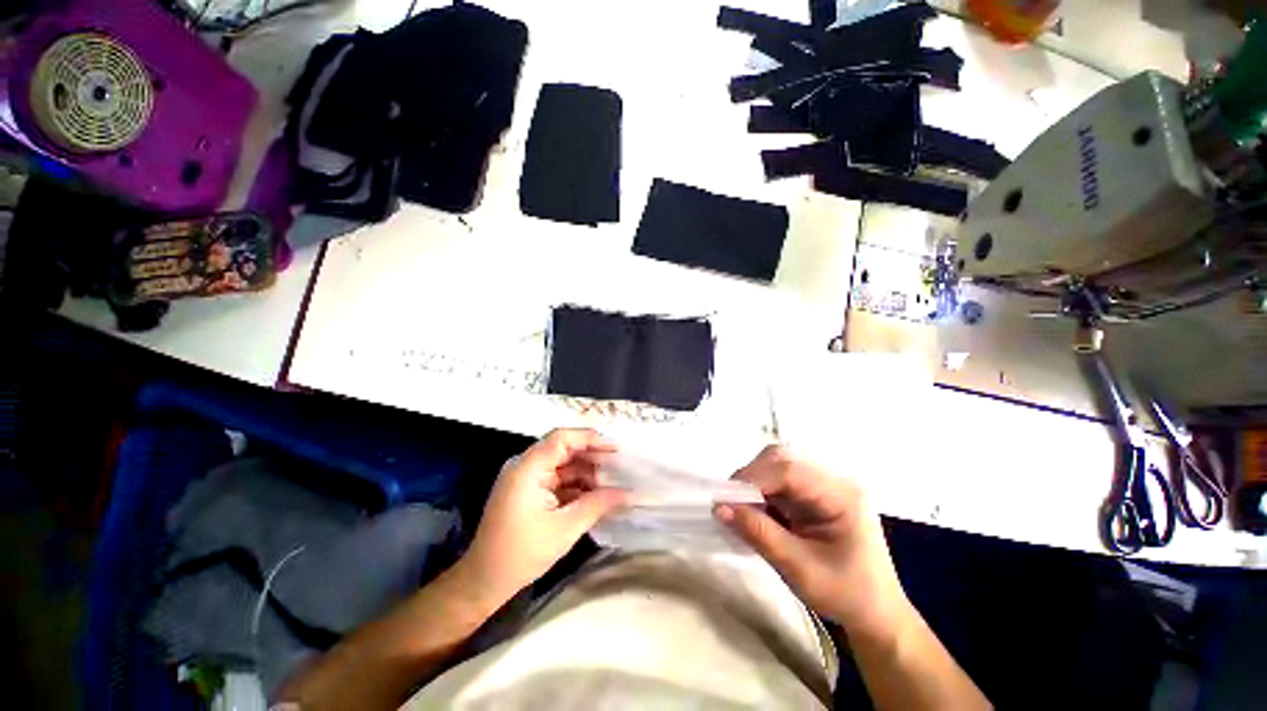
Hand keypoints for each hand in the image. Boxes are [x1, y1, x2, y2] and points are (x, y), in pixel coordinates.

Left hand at [459, 429, 626, 607]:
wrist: (484, 581)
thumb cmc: (522, 553)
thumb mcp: (565, 528)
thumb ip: (597, 505)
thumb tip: (627, 493)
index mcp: (528, 468)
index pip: (562, 438)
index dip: (590, 438)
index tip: (615, 449)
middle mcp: (525, 466)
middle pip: (563, 448)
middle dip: (592, 456)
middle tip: (618, 465)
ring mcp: (526, 478)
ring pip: (562, 464)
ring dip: (586, 471)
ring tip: (612, 481)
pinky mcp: (529, 490)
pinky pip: (557, 478)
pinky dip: (576, 484)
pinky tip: (595, 494)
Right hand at [715, 445, 909, 637]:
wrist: (875, 614)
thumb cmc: (845, 595)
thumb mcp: (800, 570)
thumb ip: (760, 534)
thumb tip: (720, 507)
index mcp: (842, 495)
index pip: (789, 470)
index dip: (753, 479)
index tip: (725, 499)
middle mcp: (833, 481)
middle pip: (782, 458)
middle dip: (751, 476)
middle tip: (730, 502)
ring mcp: (823, 485)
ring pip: (777, 465)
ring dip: (753, 482)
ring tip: (740, 507)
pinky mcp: (813, 493)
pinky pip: (778, 480)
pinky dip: (760, 491)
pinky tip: (754, 510)